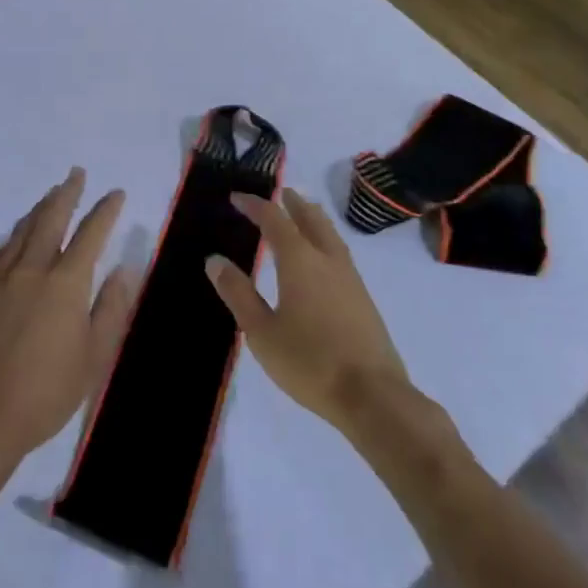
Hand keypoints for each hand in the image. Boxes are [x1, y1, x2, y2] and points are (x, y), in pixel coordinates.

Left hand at [0, 168, 134, 472]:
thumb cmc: (48, 391)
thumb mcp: (94, 356)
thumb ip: (110, 309)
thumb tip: (123, 270)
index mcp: (65, 284)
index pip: (90, 234)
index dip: (104, 211)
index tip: (116, 193)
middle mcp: (34, 270)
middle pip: (51, 220)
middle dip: (66, 194)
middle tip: (76, 174)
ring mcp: (4, 280)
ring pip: (24, 230)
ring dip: (40, 208)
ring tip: (51, 194)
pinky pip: (3, 250)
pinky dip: (16, 233)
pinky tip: (19, 233)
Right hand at [206, 188, 408, 434]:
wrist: (372, 395)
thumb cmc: (309, 362)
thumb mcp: (261, 332)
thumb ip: (238, 293)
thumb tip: (215, 260)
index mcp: (299, 261)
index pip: (274, 219)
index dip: (255, 205)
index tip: (237, 198)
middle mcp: (327, 259)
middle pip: (310, 218)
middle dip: (292, 203)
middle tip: (280, 193)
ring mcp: (350, 277)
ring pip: (330, 233)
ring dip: (313, 218)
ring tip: (303, 214)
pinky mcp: (363, 297)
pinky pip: (340, 252)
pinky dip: (326, 239)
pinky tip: (323, 257)